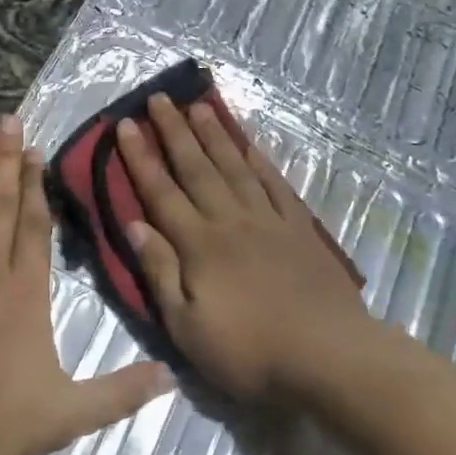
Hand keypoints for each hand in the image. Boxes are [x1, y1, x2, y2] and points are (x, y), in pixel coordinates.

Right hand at [117, 94, 371, 401]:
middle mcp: (230, 220)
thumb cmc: (249, 352)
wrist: (330, 356)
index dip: (140, 157)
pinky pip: (275, 184)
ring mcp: (268, 220)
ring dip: (214, 134)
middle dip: (174, 131)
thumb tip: (133, 223)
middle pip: (196, 167)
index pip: (161, 191)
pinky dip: (260, 160)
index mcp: (199, 245)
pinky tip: (250, 144)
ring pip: (235, 166)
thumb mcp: (187, 327)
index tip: (125, 124)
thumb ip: (160, 272)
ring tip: (199, 106)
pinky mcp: (299, 228)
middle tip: (160, 97)